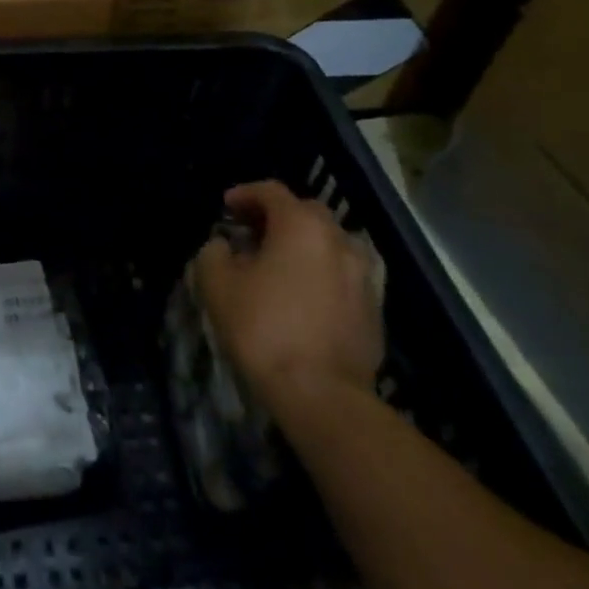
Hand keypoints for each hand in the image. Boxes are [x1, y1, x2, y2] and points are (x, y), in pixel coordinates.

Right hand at [192, 181, 382, 417]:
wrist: (322, 396)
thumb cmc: (264, 328)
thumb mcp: (217, 284)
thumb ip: (214, 252)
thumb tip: (224, 246)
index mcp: (301, 226)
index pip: (272, 192)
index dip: (245, 194)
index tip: (226, 207)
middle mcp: (338, 241)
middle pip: (306, 212)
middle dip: (277, 216)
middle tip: (251, 232)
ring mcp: (363, 276)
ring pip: (330, 243)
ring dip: (304, 244)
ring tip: (279, 264)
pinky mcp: (374, 310)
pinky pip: (343, 275)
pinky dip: (322, 273)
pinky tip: (303, 295)